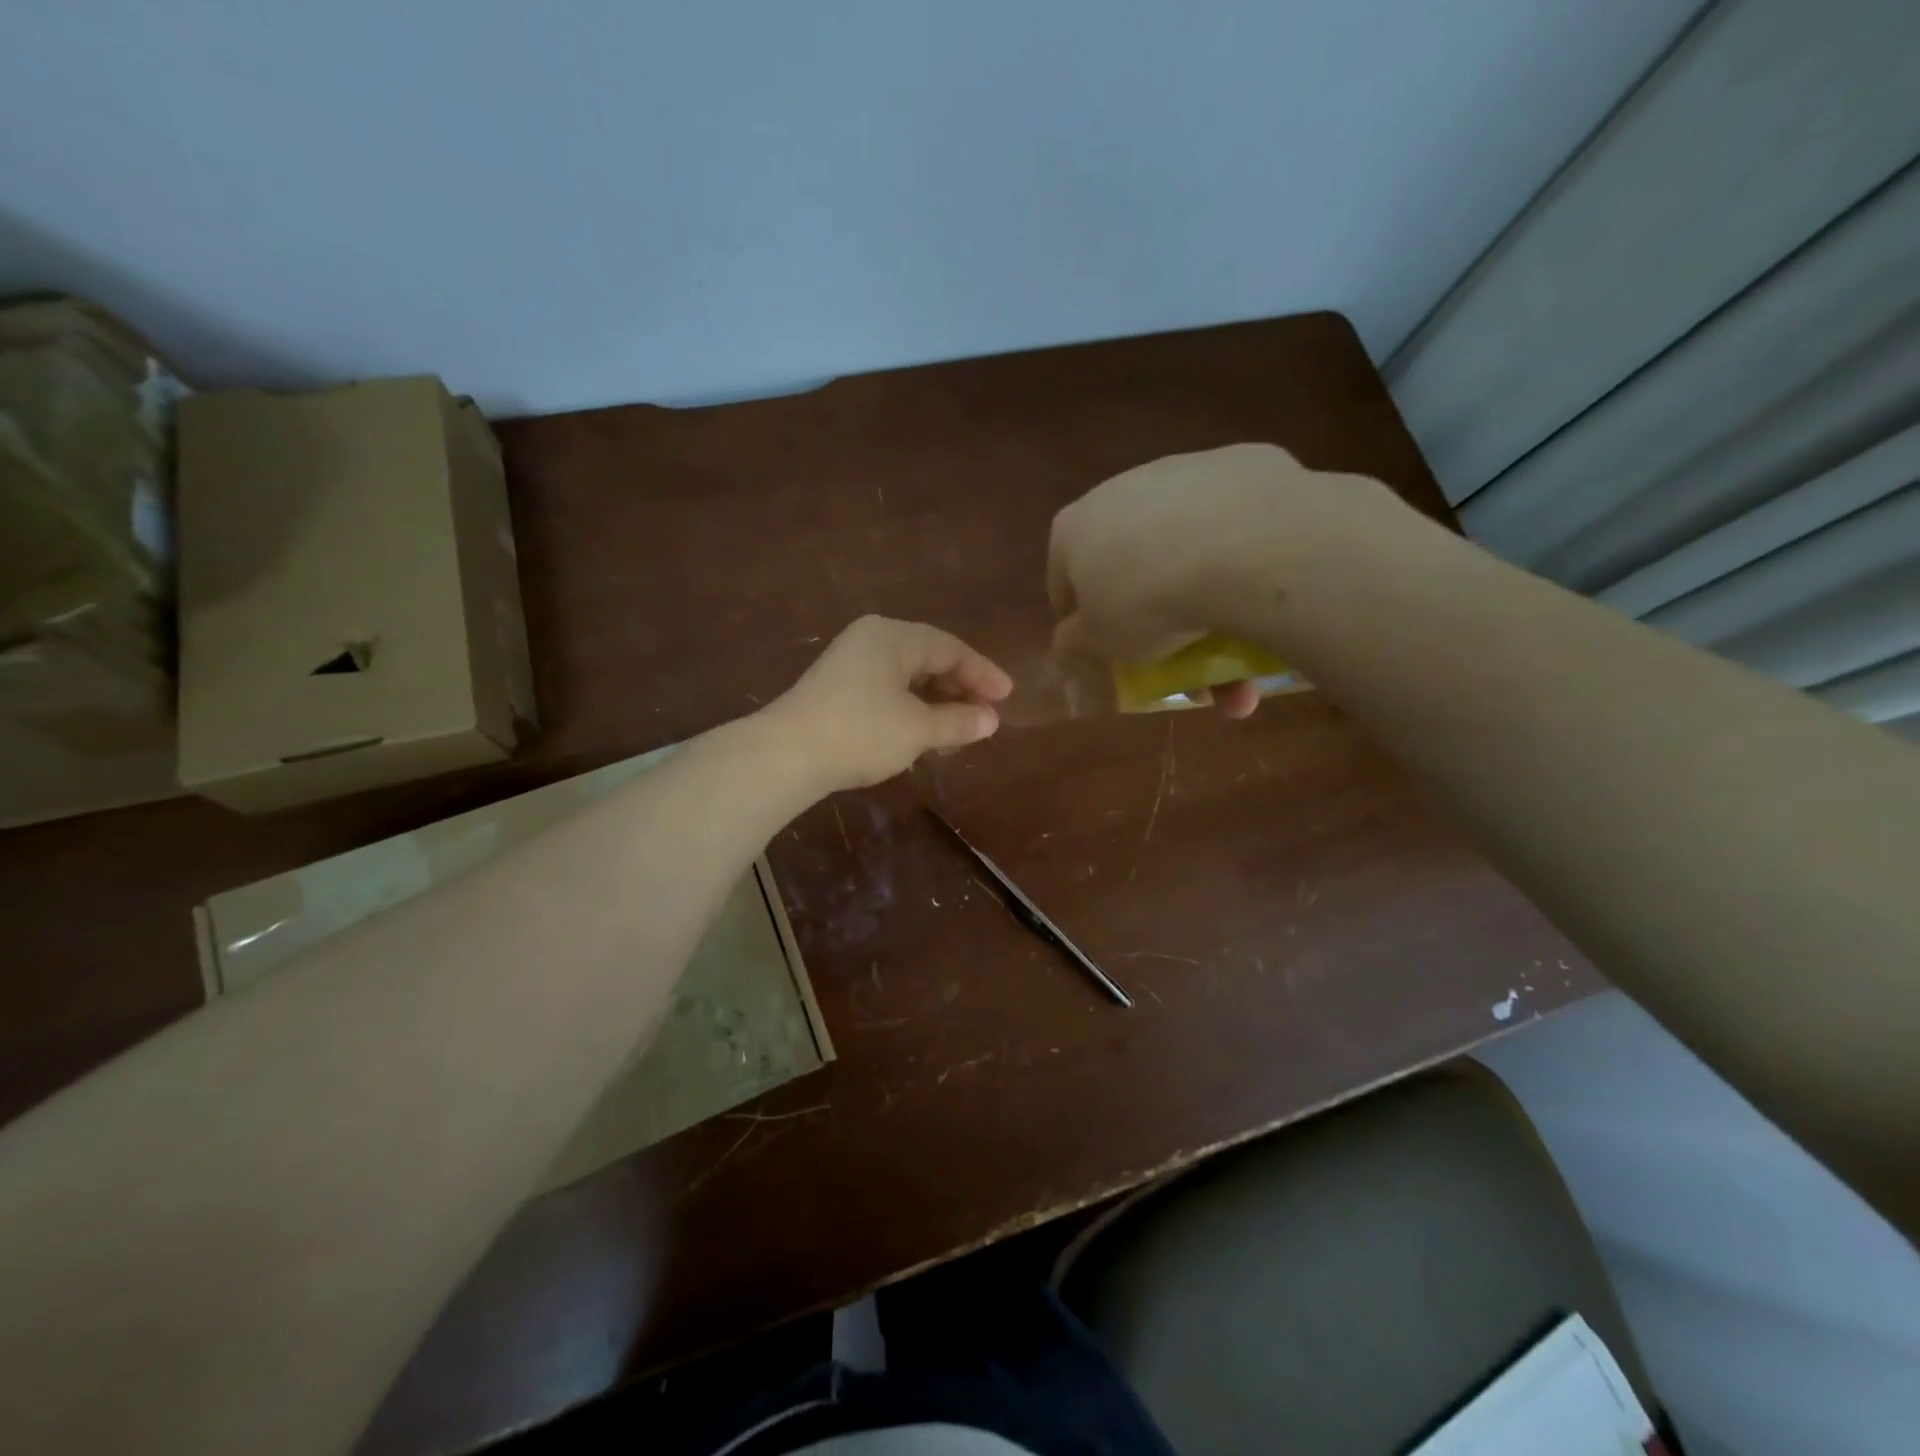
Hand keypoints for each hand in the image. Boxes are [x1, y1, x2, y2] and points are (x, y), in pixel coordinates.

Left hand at [766, 615, 1013, 791]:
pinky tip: (921, 731)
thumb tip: (991, 720)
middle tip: (986, 713)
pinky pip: (886, 689)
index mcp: (893, 636)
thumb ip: (958, 721)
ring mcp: (849, 663)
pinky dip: (910, 707)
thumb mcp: (918, 729)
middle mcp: (871, 639)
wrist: (785, 754)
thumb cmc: (861, 732)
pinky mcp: (835, 688)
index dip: (982, 673)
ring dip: (936, 701)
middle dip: (959, 687)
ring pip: (906, 676)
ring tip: (958, 728)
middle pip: (928, 658)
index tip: (1007, 697)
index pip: (950, 648)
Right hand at [1047, 443, 1413, 716]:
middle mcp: (1119, 488)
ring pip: (1183, 542)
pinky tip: (1258, 590)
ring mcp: (1182, 470)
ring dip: (1197, 589)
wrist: (1245, 545)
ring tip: (1231, 641)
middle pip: (1128, 562)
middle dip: (1148, 611)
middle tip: (1173, 653)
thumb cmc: (1148, 601)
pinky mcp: (1240, 464)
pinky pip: (1232, 524)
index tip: (1102, 654)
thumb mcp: (1099, 643)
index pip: (1063, 583)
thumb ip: (1074, 645)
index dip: (1079, 623)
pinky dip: (1239, 555)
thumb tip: (1065, 646)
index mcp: (1073, 528)